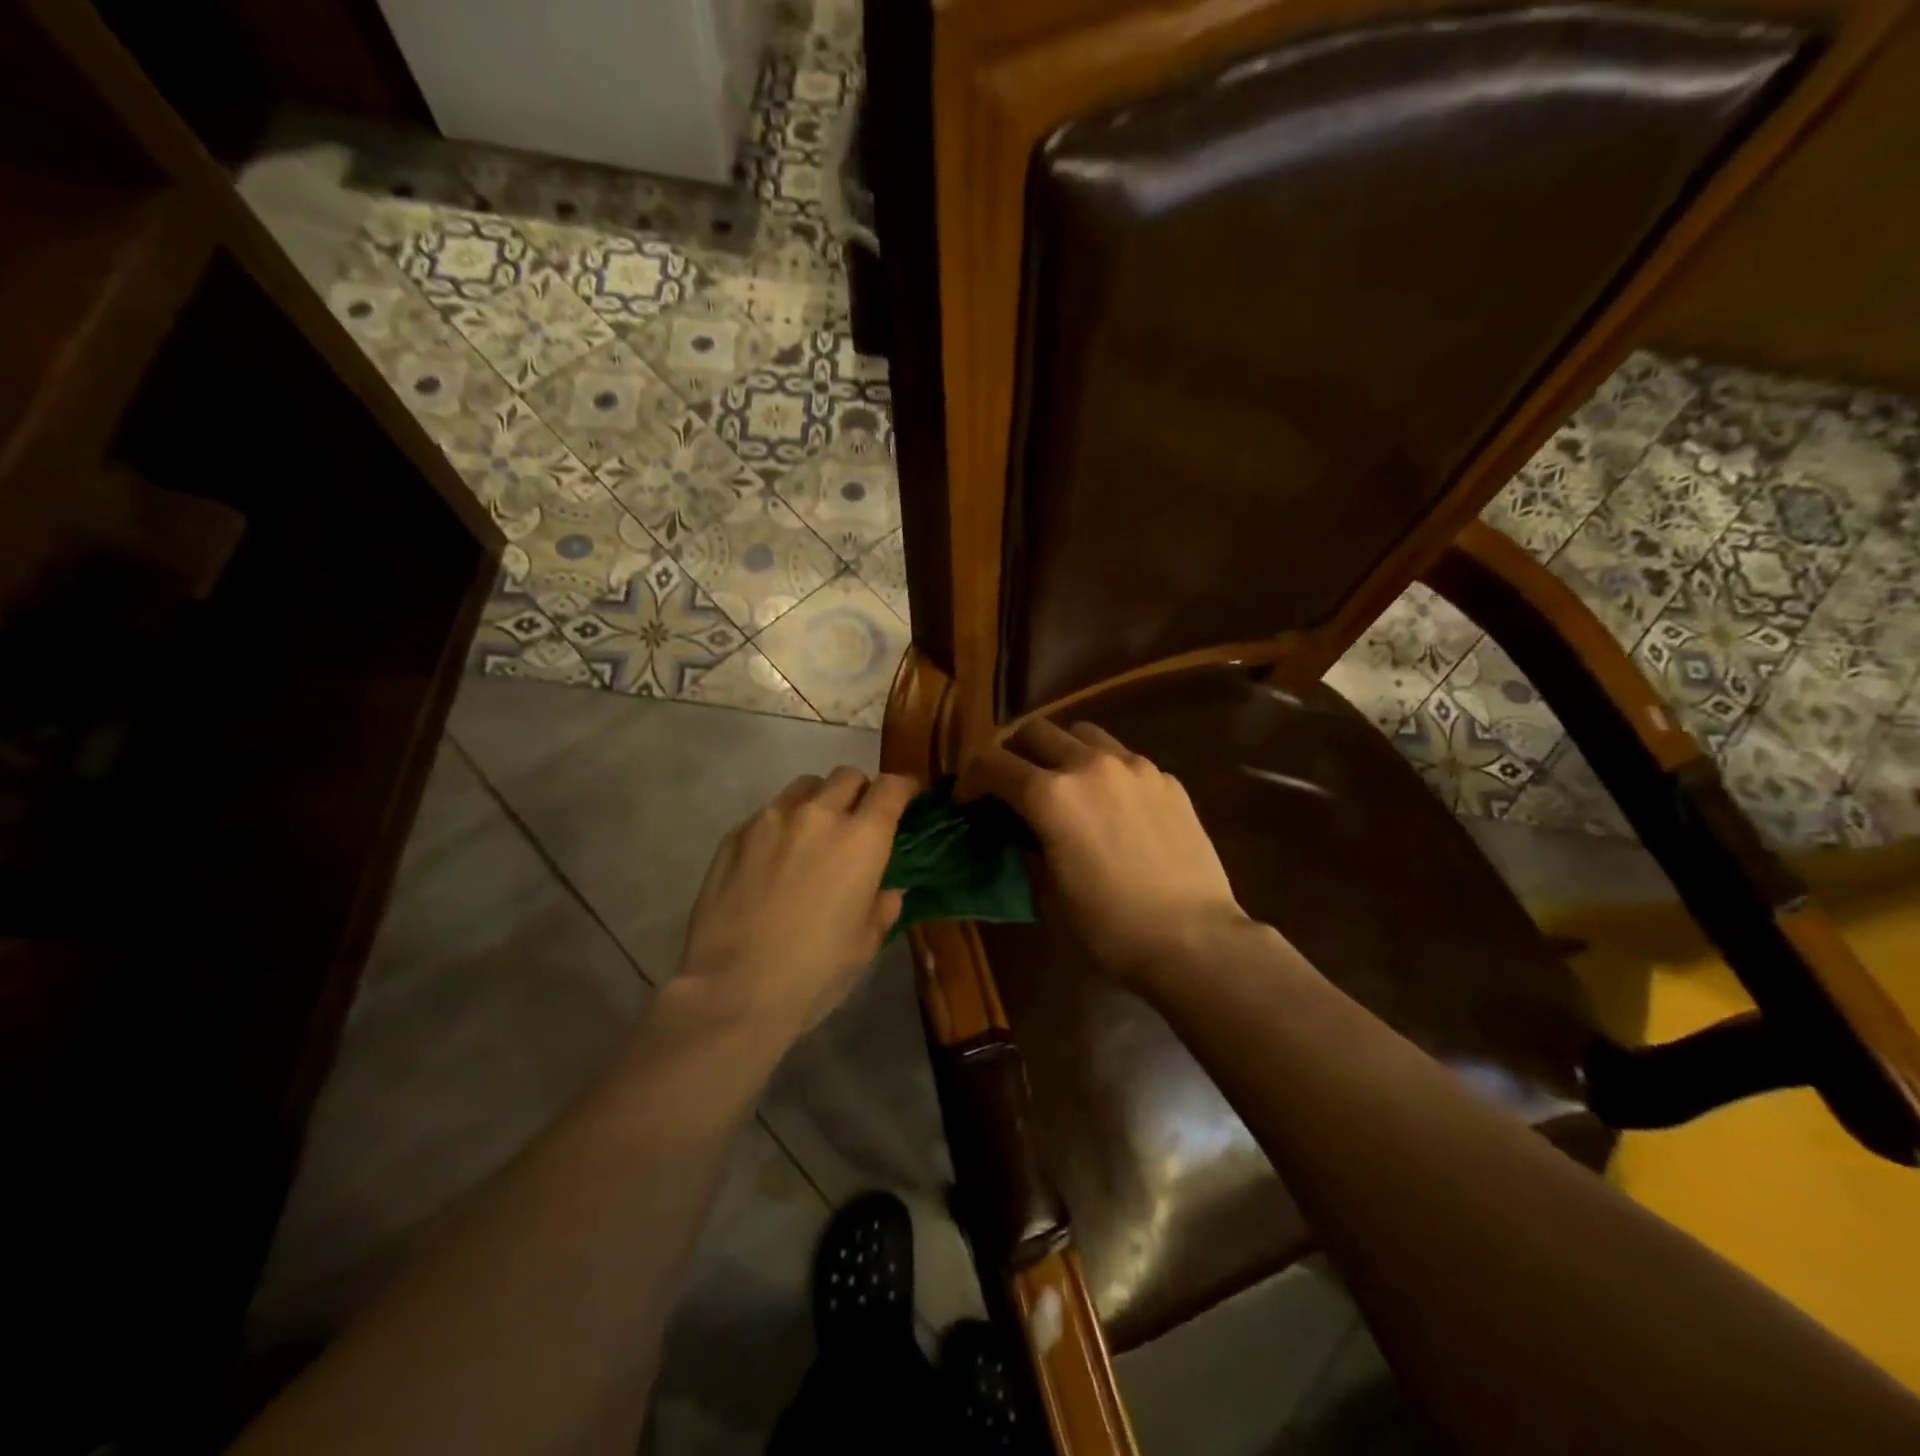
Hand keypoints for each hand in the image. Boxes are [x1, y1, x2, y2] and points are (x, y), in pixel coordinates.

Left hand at [678, 766, 916, 1040]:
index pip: (891, 787)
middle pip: (848, 776)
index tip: (908, 797)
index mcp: (861, 840)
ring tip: (814, 833)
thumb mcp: (866, 943)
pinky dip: (782, 824)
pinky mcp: (735, 834)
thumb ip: (883, 905)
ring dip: (819, 800)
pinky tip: (774, 860)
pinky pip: (769, 813)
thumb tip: (887, 888)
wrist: (733, 990)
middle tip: (859, 820)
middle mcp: (818, 815)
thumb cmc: (815, 972)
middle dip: (861, 790)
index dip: (904, 787)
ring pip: (805, 787)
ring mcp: (771, 819)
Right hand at [962, 720, 1253, 985]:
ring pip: (1082, 733)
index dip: (970, 779)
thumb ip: (1026, 849)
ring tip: (1063, 782)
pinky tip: (1111, 805)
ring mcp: (1133, 766)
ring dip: (1060, 750)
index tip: (967, 800)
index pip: (992, 763)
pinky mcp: (1166, 778)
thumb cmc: (1109, 927)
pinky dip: (1103, 770)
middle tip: (1010, 783)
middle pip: (1035, 730)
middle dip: (1012, 752)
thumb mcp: (1048, 893)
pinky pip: (1123, 757)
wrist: (1193, 939)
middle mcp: (1089, 765)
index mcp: (1050, 795)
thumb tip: (1019, 831)